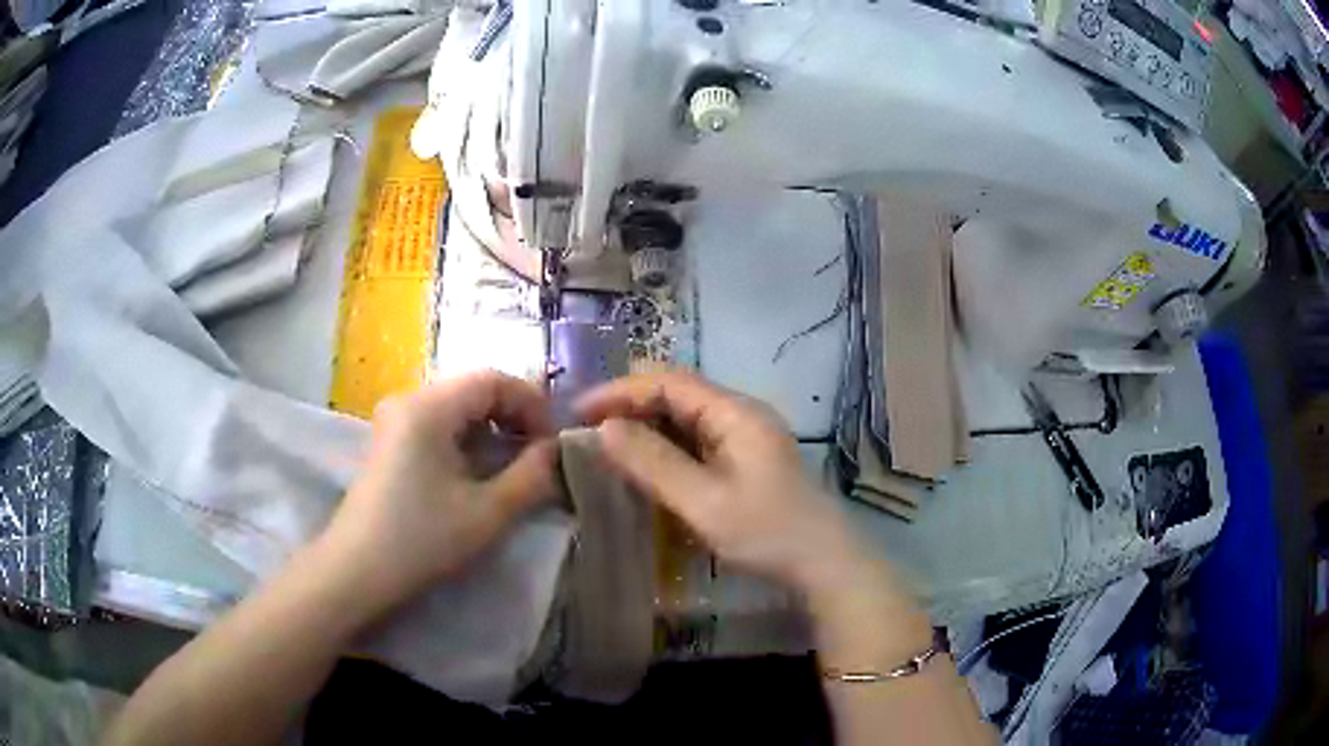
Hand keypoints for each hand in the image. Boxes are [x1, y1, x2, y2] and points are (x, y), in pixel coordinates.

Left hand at [320, 370, 558, 614]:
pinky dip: (468, 440)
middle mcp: (408, 399)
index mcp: (428, 406)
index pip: (493, 378)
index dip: (532, 404)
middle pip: (474, 389)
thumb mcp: (487, 512)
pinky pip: (439, 424)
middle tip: (539, 456)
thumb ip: (532, 476)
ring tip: (515, 467)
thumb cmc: (421, 540)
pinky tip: (479, 473)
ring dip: (493, 430)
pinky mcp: (389, 441)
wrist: (357, 572)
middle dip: (514, 417)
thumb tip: (559, 450)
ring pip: (458, 407)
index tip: (553, 444)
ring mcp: (394, 420)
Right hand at [577, 371, 862, 595]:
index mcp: (735, 412)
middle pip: (676, 396)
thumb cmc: (766, 532)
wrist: (825, 564)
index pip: (668, 382)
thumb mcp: (704, 502)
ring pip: (684, 420)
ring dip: (645, 430)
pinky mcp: (746, 460)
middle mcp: (740, 414)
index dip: (620, 392)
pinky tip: (645, 468)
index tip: (579, 413)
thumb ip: (653, 463)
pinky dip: (666, 450)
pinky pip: (697, 442)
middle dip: (629, 409)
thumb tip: (605, 429)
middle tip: (586, 433)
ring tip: (605, 449)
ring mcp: (745, 437)